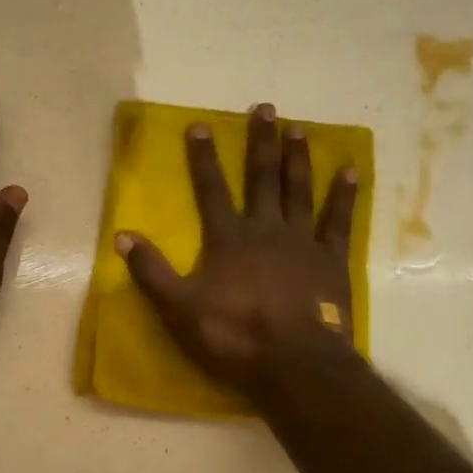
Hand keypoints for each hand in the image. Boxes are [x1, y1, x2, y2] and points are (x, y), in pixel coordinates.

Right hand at [116, 103, 359, 397]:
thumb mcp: (180, 309)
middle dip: (260, 142)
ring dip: (298, 158)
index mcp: (229, 240)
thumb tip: (122, 235)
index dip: (203, 158)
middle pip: (262, 178)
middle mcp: (266, 230)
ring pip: (299, 191)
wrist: (296, 364)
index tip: (200, 125)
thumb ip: (152, 272)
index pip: (211, 190)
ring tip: (298, 128)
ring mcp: (303, 243)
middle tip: (265, 108)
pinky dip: (343, 196)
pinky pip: (339, 221)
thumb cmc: (235, 337)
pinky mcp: (332, 261)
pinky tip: (350, 171)